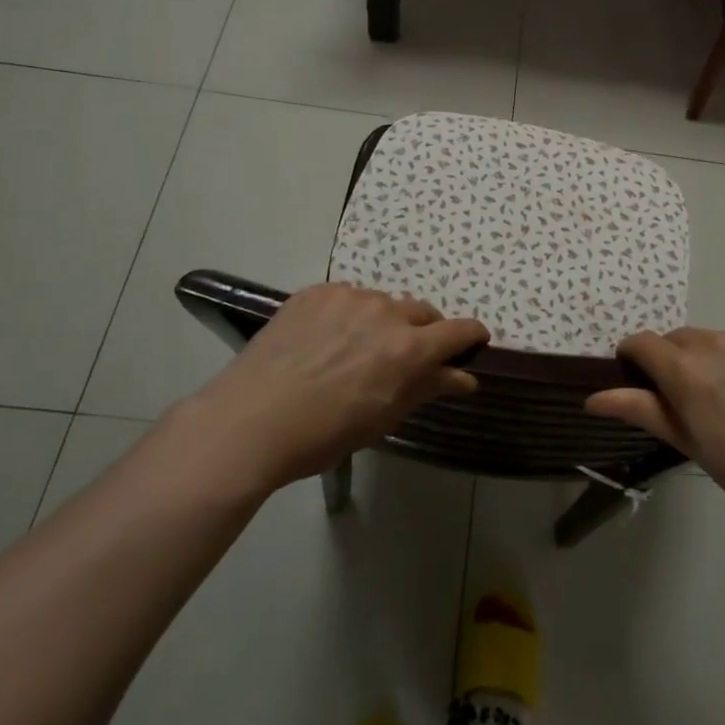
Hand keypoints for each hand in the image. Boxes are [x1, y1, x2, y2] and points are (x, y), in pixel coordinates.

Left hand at [186, 283, 487, 492]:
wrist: (250, 421)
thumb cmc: (324, 433)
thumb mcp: (384, 417)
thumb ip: (428, 388)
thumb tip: (465, 377)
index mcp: (408, 347)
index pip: (458, 330)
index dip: (471, 335)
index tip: (473, 342)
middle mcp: (385, 311)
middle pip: (422, 312)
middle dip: (424, 332)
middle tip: (405, 358)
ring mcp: (349, 296)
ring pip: (383, 303)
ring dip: (383, 322)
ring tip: (357, 350)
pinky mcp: (316, 292)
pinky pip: (347, 297)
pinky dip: (349, 314)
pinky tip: (326, 340)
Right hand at [587, 327, 724, 538]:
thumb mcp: (690, 445)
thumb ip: (641, 411)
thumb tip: (592, 397)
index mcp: (685, 370)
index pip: (641, 343)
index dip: (633, 358)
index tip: (638, 380)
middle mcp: (714, 341)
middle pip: (678, 340)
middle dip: (675, 363)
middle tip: (692, 402)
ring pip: (715, 340)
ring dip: (713, 360)